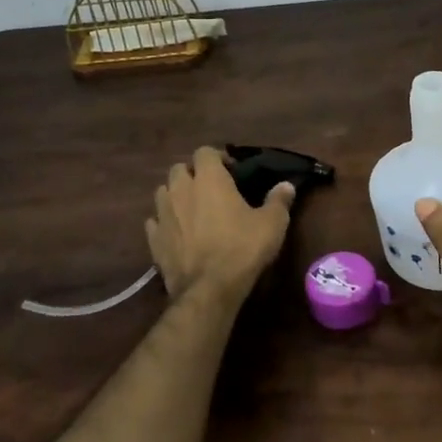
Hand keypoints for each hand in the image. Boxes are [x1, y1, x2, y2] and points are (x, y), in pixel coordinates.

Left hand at [146, 147, 293, 308]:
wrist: (209, 289)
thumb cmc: (242, 248)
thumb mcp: (272, 223)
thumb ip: (279, 200)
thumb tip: (287, 185)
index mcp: (209, 179)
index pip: (205, 152)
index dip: (218, 158)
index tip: (232, 172)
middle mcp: (181, 190)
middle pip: (179, 169)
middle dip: (193, 174)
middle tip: (211, 190)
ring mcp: (163, 214)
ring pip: (163, 192)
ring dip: (176, 196)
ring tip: (192, 209)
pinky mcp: (154, 240)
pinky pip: (155, 222)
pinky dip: (164, 223)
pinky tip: (177, 233)